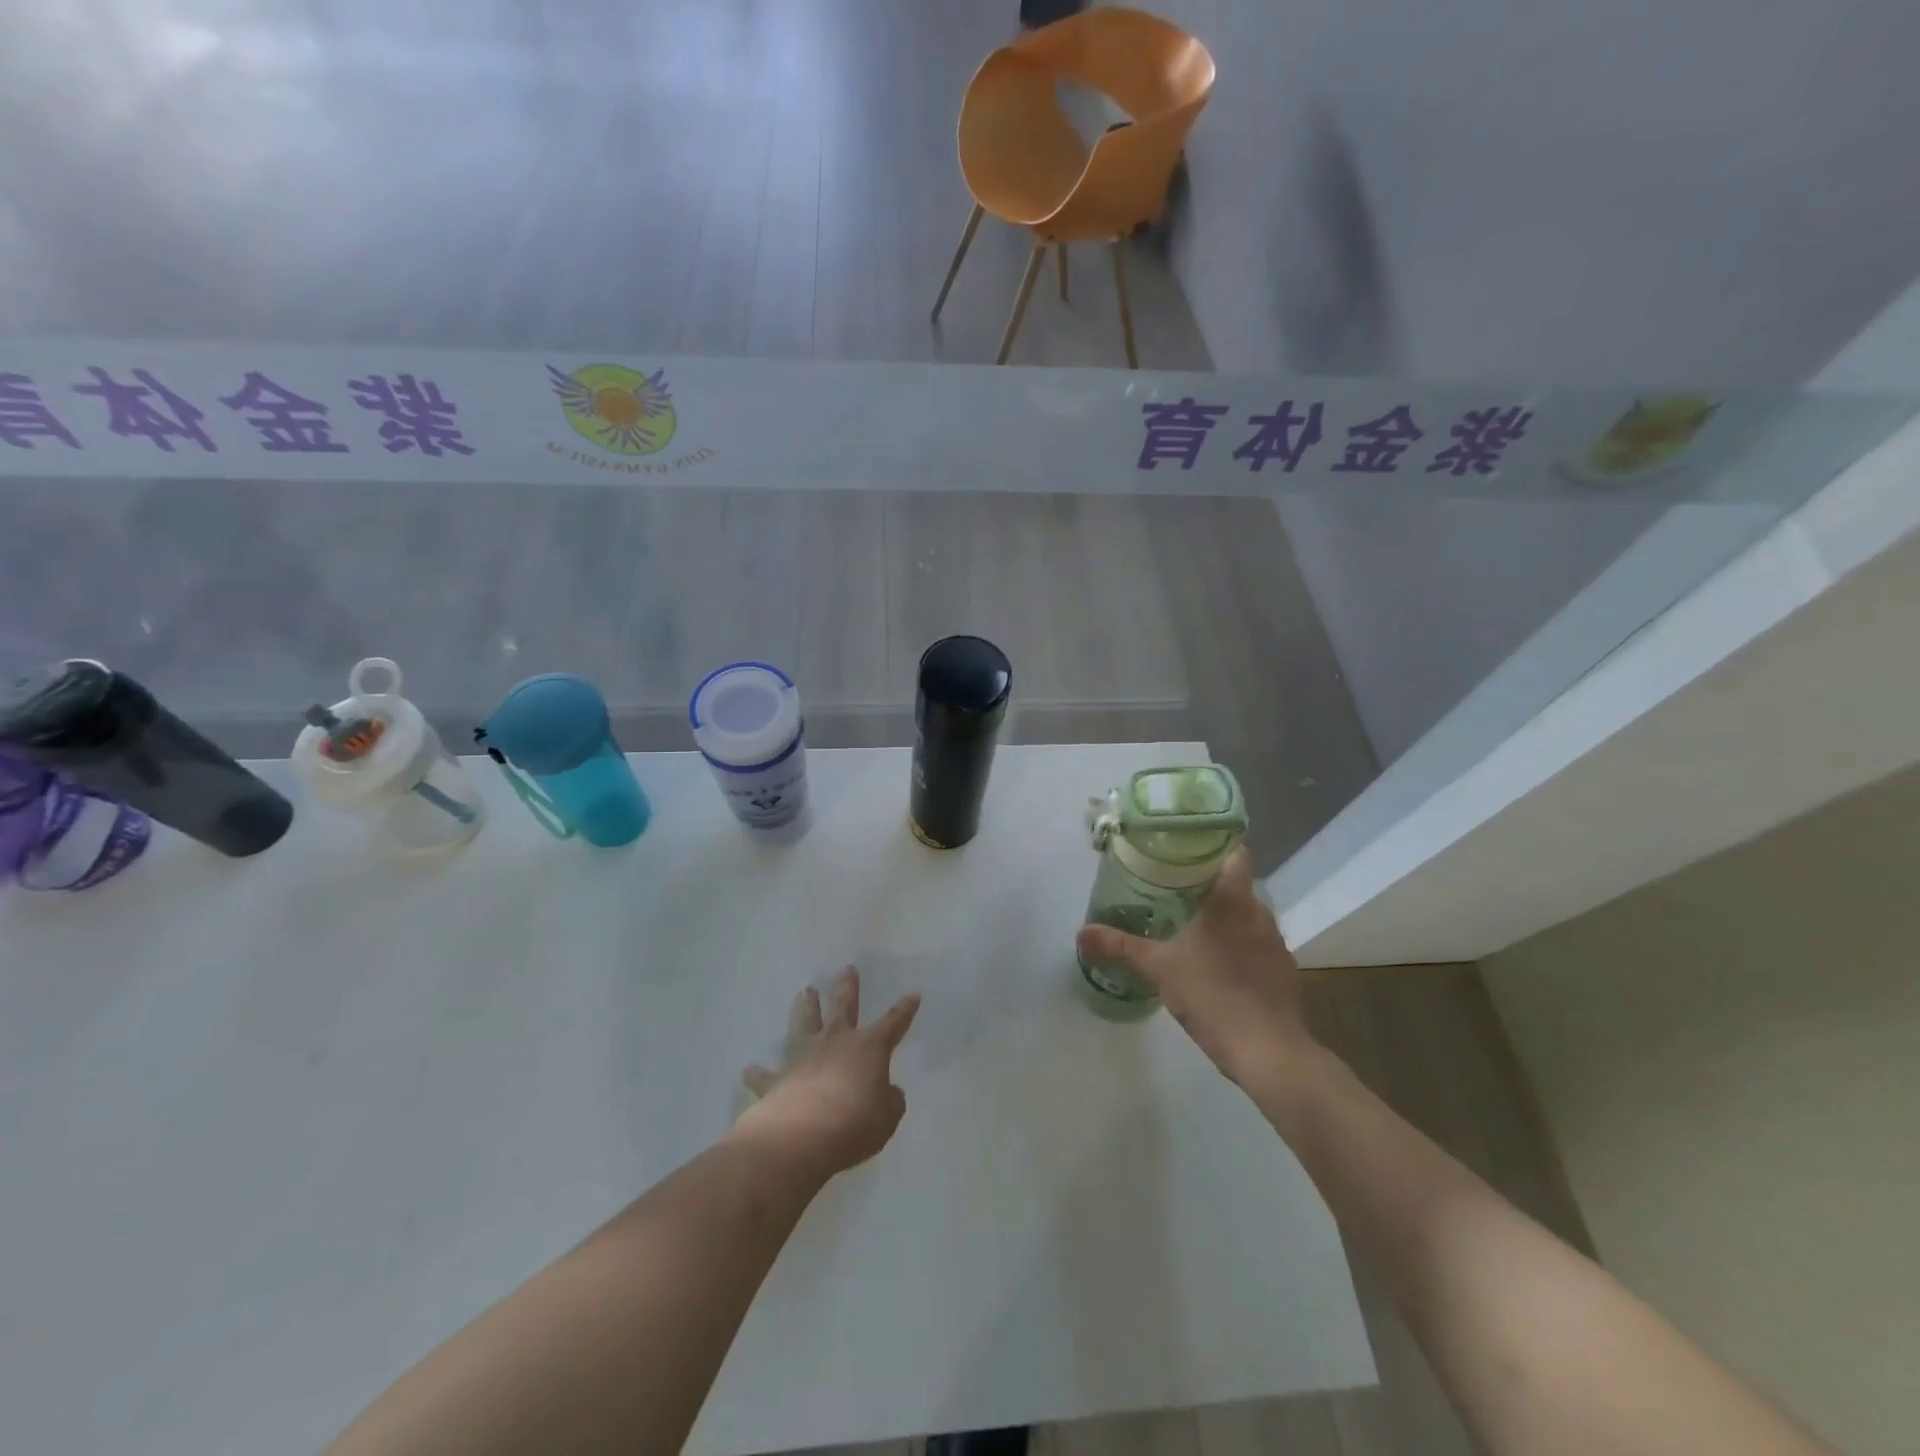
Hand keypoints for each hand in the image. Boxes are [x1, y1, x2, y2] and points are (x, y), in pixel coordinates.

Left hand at [733, 967, 921, 1179]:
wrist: (802, 1136)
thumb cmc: (854, 1124)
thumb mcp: (886, 1118)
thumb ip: (889, 1102)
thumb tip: (888, 1093)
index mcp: (869, 1048)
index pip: (893, 1023)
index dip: (904, 1010)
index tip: (912, 994)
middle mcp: (836, 1042)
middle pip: (843, 1007)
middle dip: (847, 987)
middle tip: (847, 969)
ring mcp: (804, 1057)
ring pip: (805, 1023)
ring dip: (806, 1007)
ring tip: (805, 991)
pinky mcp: (778, 1080)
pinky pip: (766, 1075)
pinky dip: (758, 1073)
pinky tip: (748, 1069)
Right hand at [1075, 848, 1316, 1092]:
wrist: (1269, 1052)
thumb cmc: (1213, 994)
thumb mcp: (1159, 968)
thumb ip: (1121, 946)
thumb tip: (1082, 932)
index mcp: (1233, 900)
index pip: (1234, 853)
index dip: (1214, 845)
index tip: (1186, 847)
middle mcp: (1260, 913)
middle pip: (1238, 884)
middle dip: (1209, 883)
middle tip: (1173, 885)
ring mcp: (1276, 943)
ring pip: (1248, 915)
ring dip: (1225, 916)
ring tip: (1190, 922)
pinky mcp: (1283, 971)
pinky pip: (1258, 944)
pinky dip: (1239, 944)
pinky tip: (1216, 961)